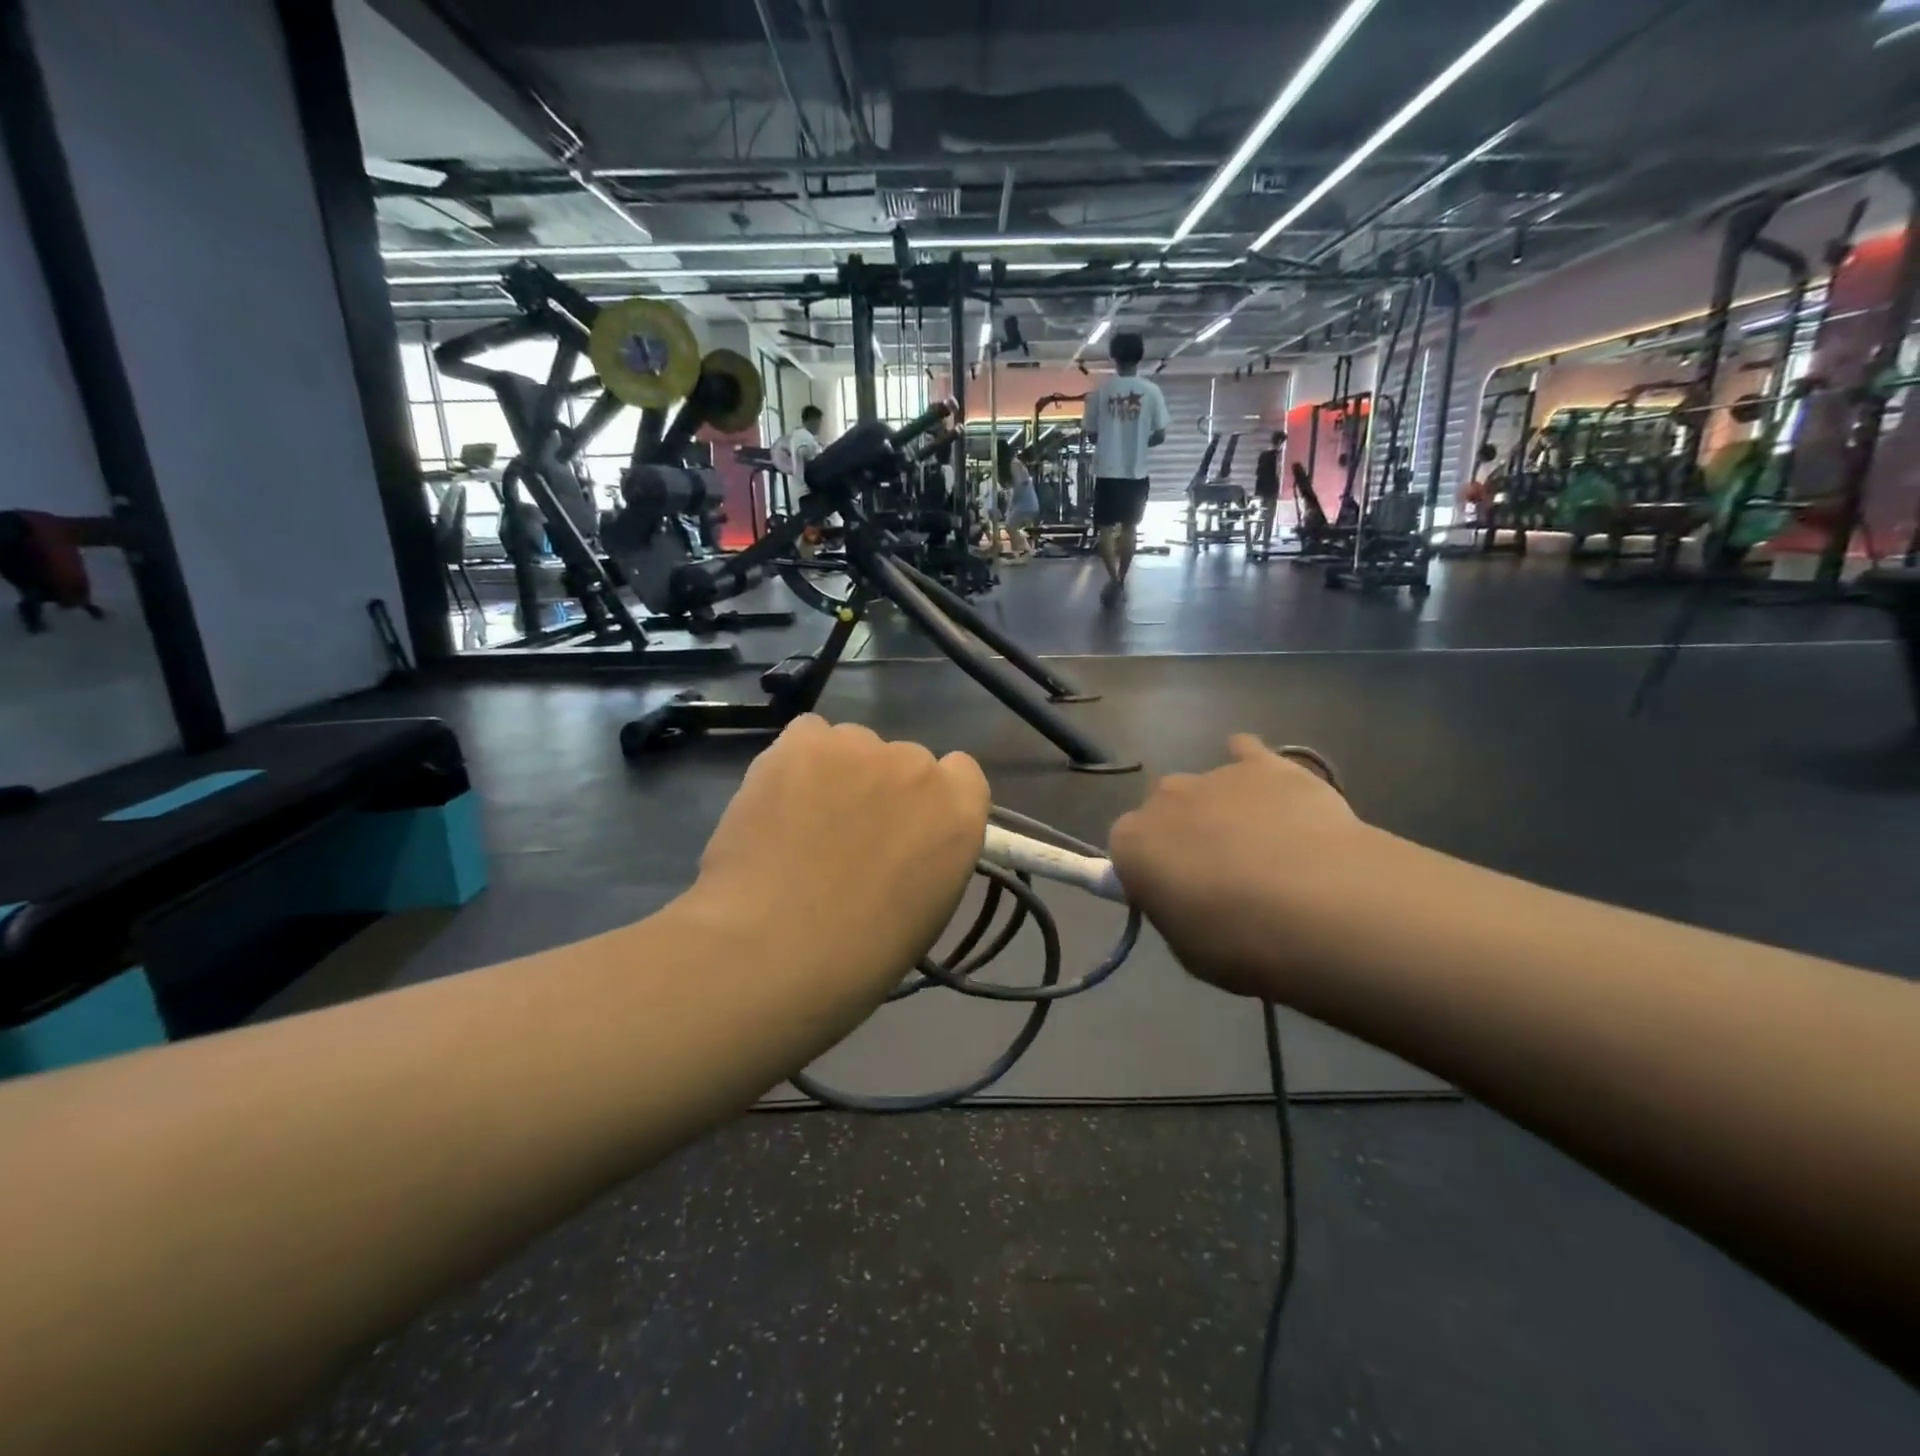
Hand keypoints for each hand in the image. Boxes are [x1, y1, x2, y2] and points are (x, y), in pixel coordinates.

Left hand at [690, 716, 989, 1010]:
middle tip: (848, 834)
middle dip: (883, 789)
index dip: (933, 799)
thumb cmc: (861, 954)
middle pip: (905, 760)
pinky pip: (809, 735)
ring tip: (803, 819)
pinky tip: (780, 798)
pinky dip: (798, 761)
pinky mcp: (804, 741)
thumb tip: (905, 843)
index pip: (961, 773)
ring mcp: (860, 747)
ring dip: (839, 773)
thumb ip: (930, 853)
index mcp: (960, 811)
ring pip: (855, 745)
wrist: (776, 948)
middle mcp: (918, 766)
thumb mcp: (928, 908)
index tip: (908, 827)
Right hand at [1108, 735, 1372, 997]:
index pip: (1126, 848)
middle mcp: (1162, 799)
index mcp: (1132, 842)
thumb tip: (1184, 895)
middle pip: (1163, 811)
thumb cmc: (1242, 942)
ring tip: (1265, 848)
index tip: (1175, 895)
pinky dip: (1251, 766)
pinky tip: (1271, 788)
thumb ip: (1173, 909)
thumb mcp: (1187, 948)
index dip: (1150, 871)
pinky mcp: (1264, 764)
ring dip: (1222, 811)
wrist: (1323, 907)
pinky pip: (1247, 752)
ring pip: (1206, 789)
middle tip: (1219, 875)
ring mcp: (1214, 775)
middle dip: (1183, 835)